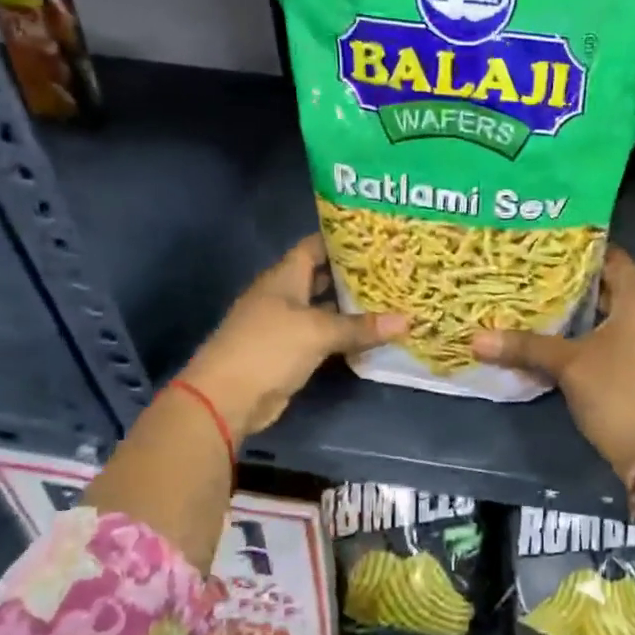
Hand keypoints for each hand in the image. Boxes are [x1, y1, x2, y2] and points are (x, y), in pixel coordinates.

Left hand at [179, 235, 405, 438]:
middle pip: (321, 277)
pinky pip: (324, 336)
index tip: (376, 237)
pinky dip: (345, 334)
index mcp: (284, 276)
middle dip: (353, 273)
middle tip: (392, 268)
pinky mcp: (290, 352)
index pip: (315, 246)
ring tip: (391, 297)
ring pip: (325, 309)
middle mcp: (284, 295)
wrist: (227, 397)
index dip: (342, 239)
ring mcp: (286, 325)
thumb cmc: (268, 347)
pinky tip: (372, 333)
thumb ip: (360, 326)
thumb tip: (407, 320)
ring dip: (352, 307)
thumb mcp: (318, 331)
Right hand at [472, 245, 634, 479]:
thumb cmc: (615, 394)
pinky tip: (581, 343)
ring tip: (556, 311)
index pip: (615, 260)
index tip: (552, 253)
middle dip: (583, 287)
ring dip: (596, 313)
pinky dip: (611, 333)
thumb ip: (525, 346)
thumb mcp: (567, 366)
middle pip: (620, 288)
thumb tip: (476, 339)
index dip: (584, 254)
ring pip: (628, 315)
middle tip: (544, 282)